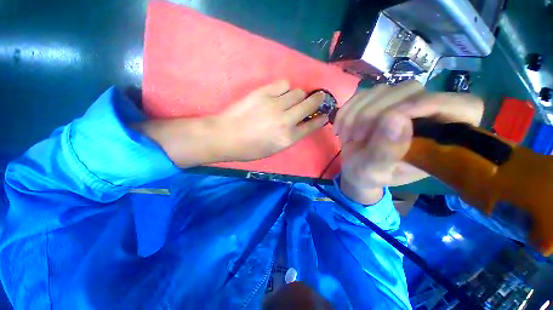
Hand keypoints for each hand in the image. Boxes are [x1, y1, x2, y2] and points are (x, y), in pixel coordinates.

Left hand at [211, 80, 328, 161]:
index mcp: (288, 138)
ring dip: (299, 95)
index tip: (325, 114)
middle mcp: (286, 120)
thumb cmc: (250, 149)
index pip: (312, 125)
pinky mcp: (263, 93)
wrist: (226, 136)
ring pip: (298, 92)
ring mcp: (275, 104)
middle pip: (310, 104)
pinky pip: (283, 84)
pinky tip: (281, 93)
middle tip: (319, 97)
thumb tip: (300, 124)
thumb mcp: (274, 149)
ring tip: (293, 99)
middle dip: (318, 100)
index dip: (321, 119)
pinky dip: (285, 88)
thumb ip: (290, 136)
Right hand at [333, 81, 483, 204]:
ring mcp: (400, 104)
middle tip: (356, 138)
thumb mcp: (374, 171)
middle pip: (411, 91)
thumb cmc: (367, 175)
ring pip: (383, 90)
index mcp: (440, 139)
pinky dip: (347, 110)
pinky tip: (341, 127)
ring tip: (347, 136)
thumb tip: (396, 118)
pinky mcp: (378, 101)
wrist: (353, 168)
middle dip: (374, 114)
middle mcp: (426, 115)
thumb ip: (386, 152)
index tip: (392, 118)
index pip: (463, 106)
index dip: (432, 104)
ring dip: (356, 114)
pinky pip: (363, 94)